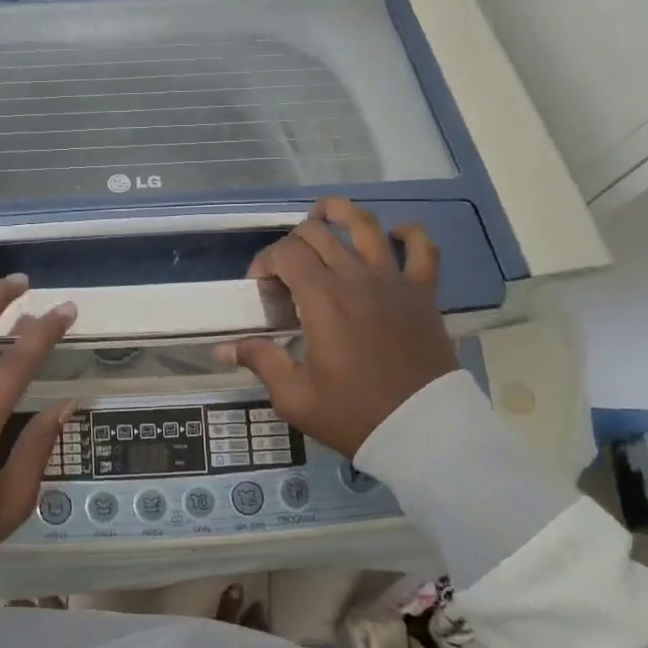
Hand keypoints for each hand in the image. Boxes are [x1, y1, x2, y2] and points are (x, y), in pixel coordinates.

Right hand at [216, 197, 459, 456]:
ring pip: (366, 226)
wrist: (424, 433)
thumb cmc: (354, 414)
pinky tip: (395, 236)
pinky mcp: (423, 294)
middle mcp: (356, 278)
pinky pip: (423, 249)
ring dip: (341, 213)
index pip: (286, 253)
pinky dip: (409, 235)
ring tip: (325, 213)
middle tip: (286, 269)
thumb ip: (260, 360)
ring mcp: (394, 281)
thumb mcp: (295, 396)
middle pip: (318, 234)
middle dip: (292, 242)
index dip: (265, 261)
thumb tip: (223, 349)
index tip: (259, 287)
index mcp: (323, 298)